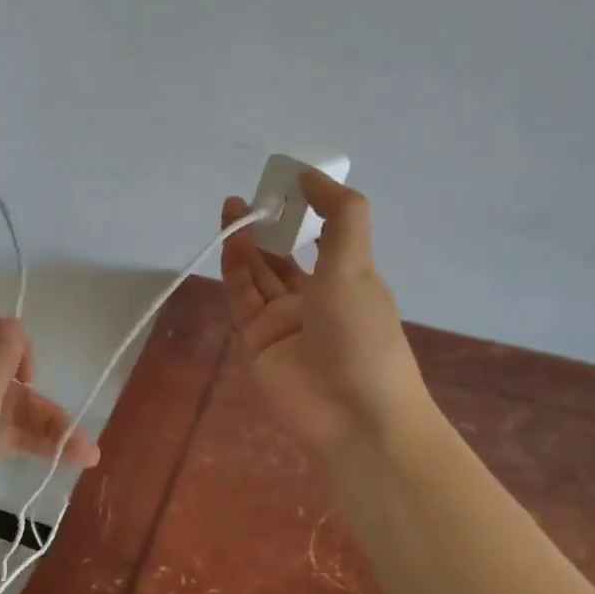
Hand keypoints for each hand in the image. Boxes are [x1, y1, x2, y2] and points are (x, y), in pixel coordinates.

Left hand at [0, 314, 98, 561]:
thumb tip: (14, 324)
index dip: (17, 347)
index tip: (28, 380)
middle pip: (8, 380)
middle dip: (46, 404)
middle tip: (81, 441)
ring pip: (8, 414)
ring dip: (46, 430)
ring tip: (86, 458)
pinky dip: (26, 446)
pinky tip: (55, 462)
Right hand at [220, 171, 434, 458]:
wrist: (353, 417)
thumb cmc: (363, 336)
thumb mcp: (357, 267)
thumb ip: (340, 217)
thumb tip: (312, 176)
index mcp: (349, 280)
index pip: (324, 237)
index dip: (308, 210)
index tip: (288, 183)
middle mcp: (315, 298)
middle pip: (285, 254)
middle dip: (270, 225)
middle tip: (251, 195)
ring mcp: (284, 320)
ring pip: (259, 272)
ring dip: (247, 241)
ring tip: (234, 207)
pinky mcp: (257, 340)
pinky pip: (243, 297)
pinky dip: (235, 268)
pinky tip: (232, 240)